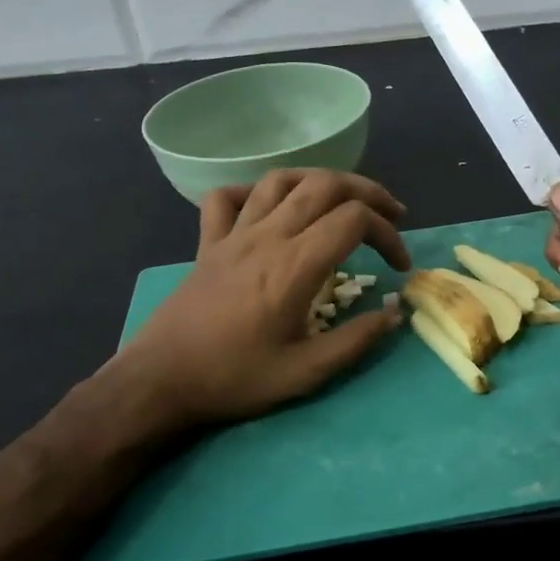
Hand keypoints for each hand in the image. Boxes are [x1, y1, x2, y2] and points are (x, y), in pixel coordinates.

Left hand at [117, 170, 409, 431]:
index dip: (388, 234)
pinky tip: (271, 209)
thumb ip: (355, 341)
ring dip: (320, 181)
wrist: (161, 380)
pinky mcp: (208, 243)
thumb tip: (393, 314)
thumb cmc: (234, 378)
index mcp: (296, 265)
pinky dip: (254, 192)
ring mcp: (234, 234)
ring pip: (281, 179)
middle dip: (367, 192)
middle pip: (325, 184)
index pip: (355, 219)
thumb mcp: (305, 373)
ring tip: (341, 201)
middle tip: (390, 215)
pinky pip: (228, 198)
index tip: (399, 266)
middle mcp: (268, 236)